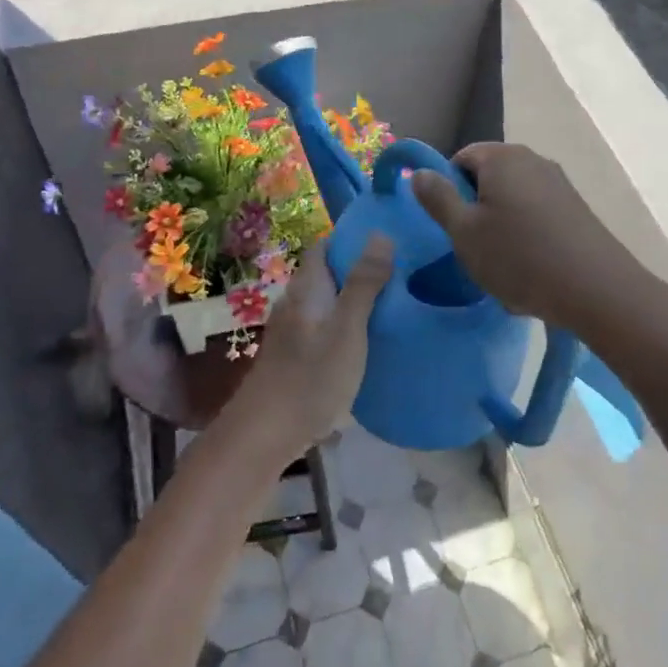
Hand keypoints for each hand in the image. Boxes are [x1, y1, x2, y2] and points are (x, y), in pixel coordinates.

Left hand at [231, 234, 393, 459]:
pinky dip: (345, 324)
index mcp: (307, 287)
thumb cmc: (311, 376)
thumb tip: (381, 233)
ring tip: (392, 304)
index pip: (325, 246)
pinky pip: (324, 326)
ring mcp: (292, 330)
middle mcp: (295, 301)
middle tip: (402, 273)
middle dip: (359, 269)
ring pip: (326, 301)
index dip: (353, 239)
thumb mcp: (347, 328)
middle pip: (327, 274)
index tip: (390, 240)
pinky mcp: (294, 356)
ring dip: (353, 298)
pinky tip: (366, 340)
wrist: (266, 433)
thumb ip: (364, 283)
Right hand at [410, 143, 637, 329]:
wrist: (597, 290)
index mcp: (501, 157)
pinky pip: (537, 215)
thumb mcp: (463, 232)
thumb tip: (419, 172)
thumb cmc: (519, 257)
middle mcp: (532, 160)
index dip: (448, 190)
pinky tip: (531, 268)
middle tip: (473, 248)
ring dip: (501, 227)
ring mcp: (559, 183)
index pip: (460, 159)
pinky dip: (527, 236)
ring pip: (512, 200)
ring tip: (503, 264)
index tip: (452, 226)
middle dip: (476, 210)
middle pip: (488, 178)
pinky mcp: (576, 208)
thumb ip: (437, 198)